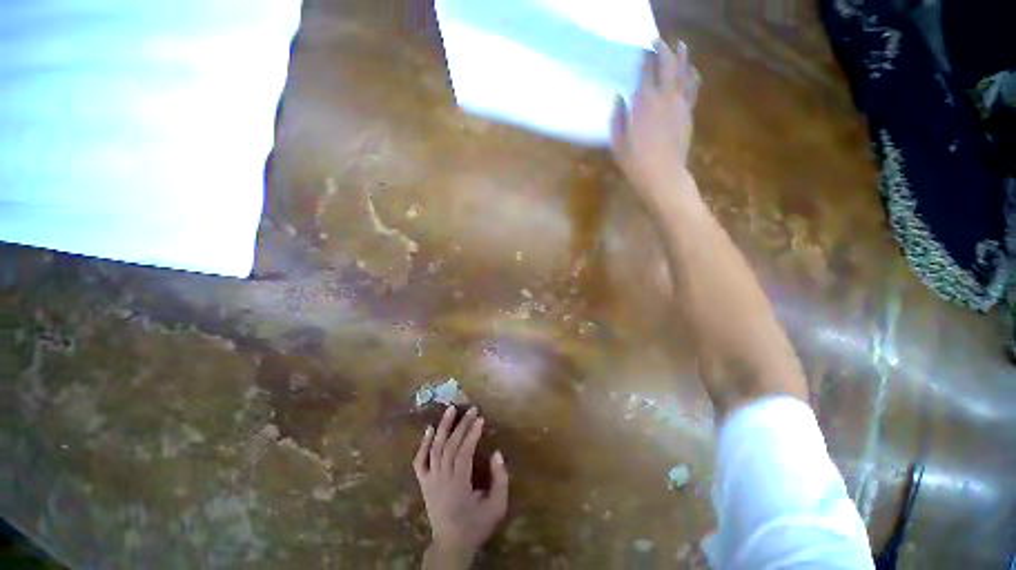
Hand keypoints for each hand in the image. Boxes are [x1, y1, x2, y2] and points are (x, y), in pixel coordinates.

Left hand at [414, 406, 508, 568]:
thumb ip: (500, 480)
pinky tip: (429, 429)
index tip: (481, 419)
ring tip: (451, 409)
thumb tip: (497, 454)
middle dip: (462, 425)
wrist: (451, 545)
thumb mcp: (496, 507)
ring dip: (443, 427)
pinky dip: (423, 444)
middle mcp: (441, 479)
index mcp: (458, 485)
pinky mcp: (423, 483)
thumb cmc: (476, 525)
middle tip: (472, 409)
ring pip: (435, 448)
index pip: (464, 452)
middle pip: (450, 446)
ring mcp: (430, 480)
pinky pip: (420, 461)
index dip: (472, 434)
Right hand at [611, 40, 699, 205]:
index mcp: (644, 102)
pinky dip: (692, 76)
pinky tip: (691, 71)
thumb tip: (619, 98)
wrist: (663, 175)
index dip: (645, 57)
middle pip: (668, 64)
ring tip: (680, 46)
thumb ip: (618, 118)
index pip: (646, 70)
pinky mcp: (688, 113)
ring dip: (682, 56)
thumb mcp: (617, 143)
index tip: (642, 50)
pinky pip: (693, 88)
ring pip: (684, 72)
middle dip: (664, 49)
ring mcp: (680, 103)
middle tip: (658, 41)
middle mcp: (664, 96)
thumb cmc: (635, 162)